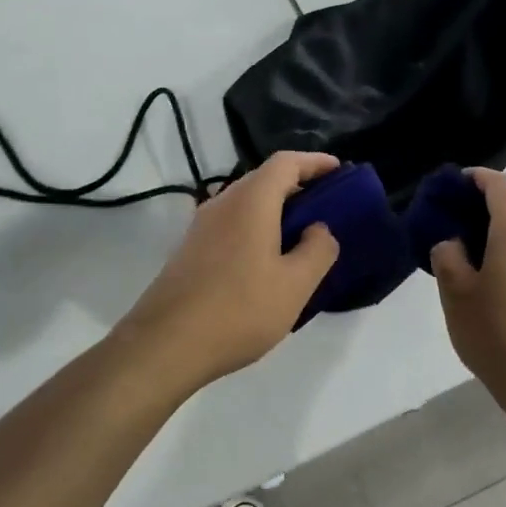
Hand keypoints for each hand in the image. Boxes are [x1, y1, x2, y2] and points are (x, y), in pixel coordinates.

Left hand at [118, 151, 340, 391]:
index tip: (340, 172)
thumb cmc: (239, 309)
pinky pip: (231, 225)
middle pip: (264, 179)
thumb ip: (317, 250)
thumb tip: (319, 229)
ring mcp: (201, 226)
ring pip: (246, 204)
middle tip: (327, 208)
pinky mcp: (190, 250)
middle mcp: (222, 203)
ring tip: (302, 237)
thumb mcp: (294, 285)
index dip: (315, 162)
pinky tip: (268, 261)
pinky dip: (256, 229)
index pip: (286, 162)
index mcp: (251, 201)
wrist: (165, 344)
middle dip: (298, 186)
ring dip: (276, 211)